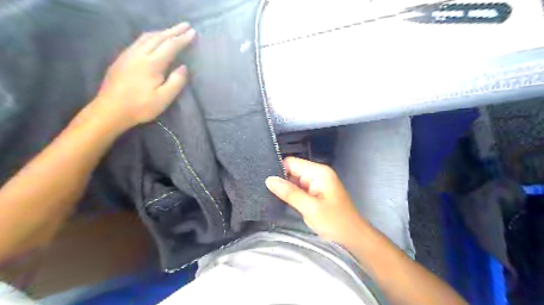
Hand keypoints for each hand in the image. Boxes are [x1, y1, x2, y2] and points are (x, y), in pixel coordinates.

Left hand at [92, 21, 194, 129]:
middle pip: (158, 37)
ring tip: (171, 31)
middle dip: (173, 30)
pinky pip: (138, 41)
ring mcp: (128, 55)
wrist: (110, 110)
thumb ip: (176, 81)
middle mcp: (139, 54)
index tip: (193, 33)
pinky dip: (150, 37)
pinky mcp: (121, 59)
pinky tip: (153, 41)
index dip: (183, 39)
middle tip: (186, 26)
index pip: (170, 46)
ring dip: (161, 32)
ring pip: (146, 37)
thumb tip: (184, 67)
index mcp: (152, 64)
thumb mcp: (164, 98)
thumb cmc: (141, 106)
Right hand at [268, 156, 367, 245]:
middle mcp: (318, 174)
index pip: (293, 163)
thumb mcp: (310, 208)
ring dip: (285, 188)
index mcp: (319, 172)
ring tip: (269, 194)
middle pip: (293, 171)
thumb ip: (290, 193)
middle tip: (264, 189)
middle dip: (281, 180)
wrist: (353, 238)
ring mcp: (317, 184)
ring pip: (295, 181)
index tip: (264, 179)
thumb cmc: (335, 222)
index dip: (279, 169)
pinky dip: (292, 194)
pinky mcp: (315, 193)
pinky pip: (299, 189)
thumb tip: (269, 179)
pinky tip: (281, 199)